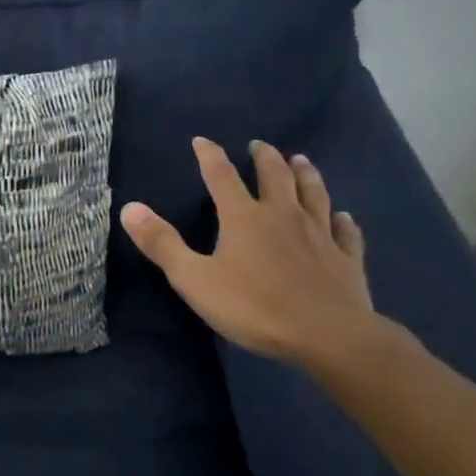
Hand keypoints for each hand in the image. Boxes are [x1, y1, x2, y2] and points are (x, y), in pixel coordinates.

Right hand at [120, 137, 390, 368]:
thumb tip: (129, 207)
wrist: (329, 335)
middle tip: (259, 146)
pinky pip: (345, 232)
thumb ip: (162, 244)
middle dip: (264, 157)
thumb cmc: (255, 307)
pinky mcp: (346, 258)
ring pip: (314, 193)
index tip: (203, 140)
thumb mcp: (195, 279)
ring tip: (301, 160)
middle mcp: (283, 214)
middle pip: (274, 175)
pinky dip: (343, 221)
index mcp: (244, 217)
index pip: (221, 176)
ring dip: (306, 174)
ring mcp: (319, 234)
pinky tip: (344, 217)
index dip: (210, 155)